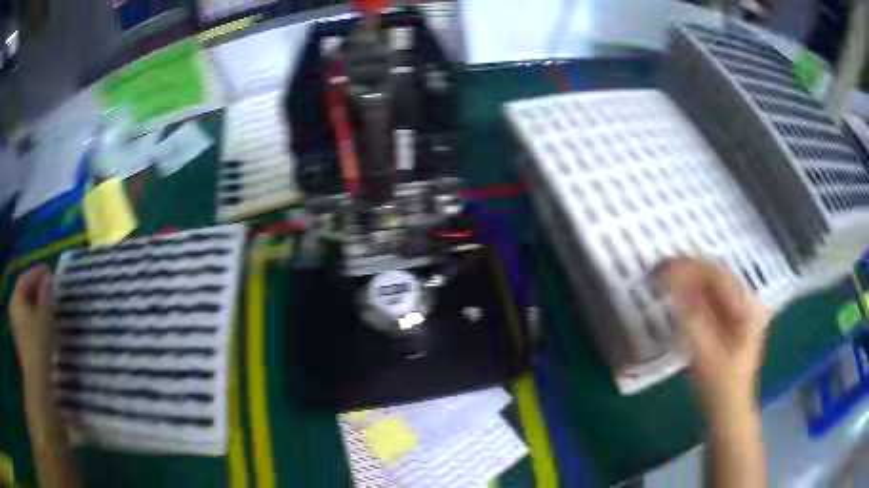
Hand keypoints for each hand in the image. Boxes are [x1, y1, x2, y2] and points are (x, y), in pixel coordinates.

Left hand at [9, 265, 55, 376]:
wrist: (37, 381)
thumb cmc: (38, 343)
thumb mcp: (45, 317)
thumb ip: (46, 296)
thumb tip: (49, 279)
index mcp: (16, 298)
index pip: (26, 278)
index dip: (37, 273)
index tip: (49, 271)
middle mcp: (13, 308)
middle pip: (24, 293)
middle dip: (35, 290)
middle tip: (48, 288)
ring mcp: (16, 327)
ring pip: (25, 310)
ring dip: (35, 306)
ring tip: (47, 307)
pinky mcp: (21, 343)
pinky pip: (26, 323)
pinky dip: (34, 319)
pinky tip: (42, 325)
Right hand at [655, 257, 768, 421]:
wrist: (729, 414)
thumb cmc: (720, 387)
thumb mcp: (705, 354)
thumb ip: (690, 316)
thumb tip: (670, 279)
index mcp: (747, 306)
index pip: (716, 274)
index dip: (688, 267)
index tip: (660, 266)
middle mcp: (747, 301)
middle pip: (715, 276)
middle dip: (686, 271)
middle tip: (657, 272)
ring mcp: (740, 311)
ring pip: (711, 286)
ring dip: (687, 282)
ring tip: (662, 281)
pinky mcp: (731, 322)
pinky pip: (710, 300)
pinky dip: (692, 297)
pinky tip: (677, 299)